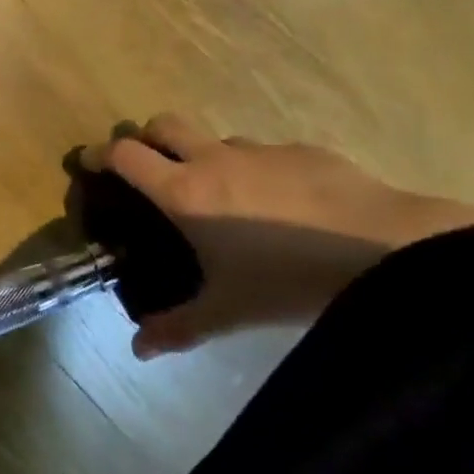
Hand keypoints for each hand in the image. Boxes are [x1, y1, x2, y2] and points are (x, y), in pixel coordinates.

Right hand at [79, 113, 473, 357]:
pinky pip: (262, 153)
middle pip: (163, 124)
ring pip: (215, 138)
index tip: (88, 163)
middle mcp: (214, 160)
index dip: (100, 154)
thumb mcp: (228, 311)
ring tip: (219, 196)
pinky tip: (279, 206)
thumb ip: (178, 327)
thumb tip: (138, 349)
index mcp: (185, 193)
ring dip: (202, 155)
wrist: (385, 250)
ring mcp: (260, 150)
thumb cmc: (289, 280)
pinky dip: (252, 169)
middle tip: (146, 169)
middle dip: (145, 137)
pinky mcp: (303, 150)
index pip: (126, 156)